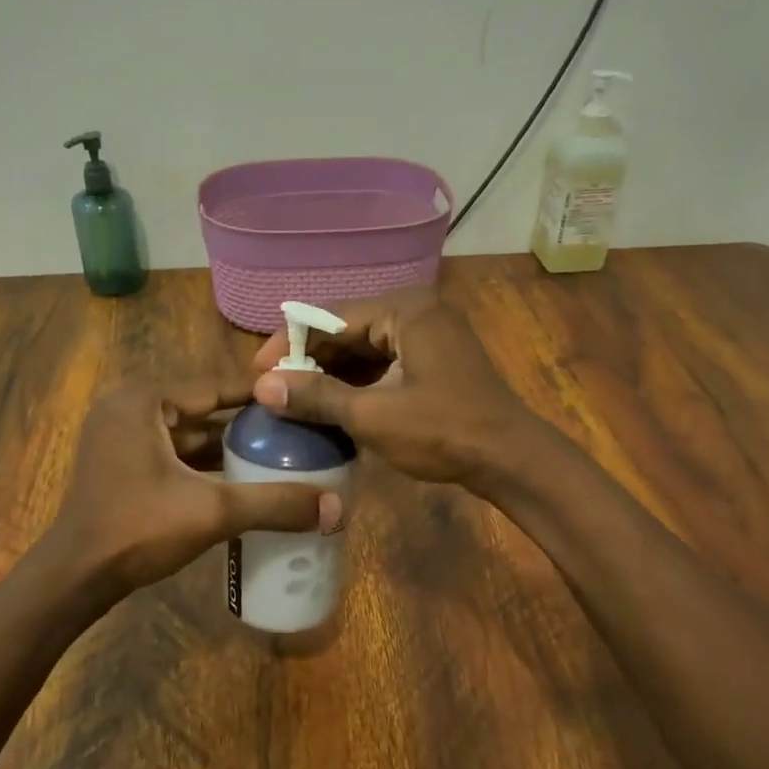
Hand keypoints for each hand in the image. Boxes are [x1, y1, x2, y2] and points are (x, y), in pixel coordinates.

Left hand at [51, 377, 343, 595]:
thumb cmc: (137, 529)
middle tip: (299, 431)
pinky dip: (206, 464)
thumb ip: (274, 503)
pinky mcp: (122, 462)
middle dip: (249, 424)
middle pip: (204, 409)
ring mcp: (122, 435)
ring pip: (190, 433)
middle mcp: (130, 407)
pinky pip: (174, 453)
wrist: (75, 578)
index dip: (262, 396)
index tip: (305, 401)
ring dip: (229, 446)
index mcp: (144, 399)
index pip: (216, 386)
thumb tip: (337, 508)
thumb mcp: (213, 512)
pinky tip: (243, 478)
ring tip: (282, 454)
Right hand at [249, 290, 540, 487]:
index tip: (257, 371)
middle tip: (271, 388)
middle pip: (346, 328)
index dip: (289, 344)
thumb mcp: (373, 415)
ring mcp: (428, 334)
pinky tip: (330, 403)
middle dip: (308, 359)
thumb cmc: (444, 431)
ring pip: (363, 347)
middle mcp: (416, 310)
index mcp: (405, 308)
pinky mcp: (433, 358)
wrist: (511, 459)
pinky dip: (355, 380)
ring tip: (292, 398)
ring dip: (329, 372)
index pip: (330, 316)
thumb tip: (261, 387)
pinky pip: (383, 361)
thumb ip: (317, 396)